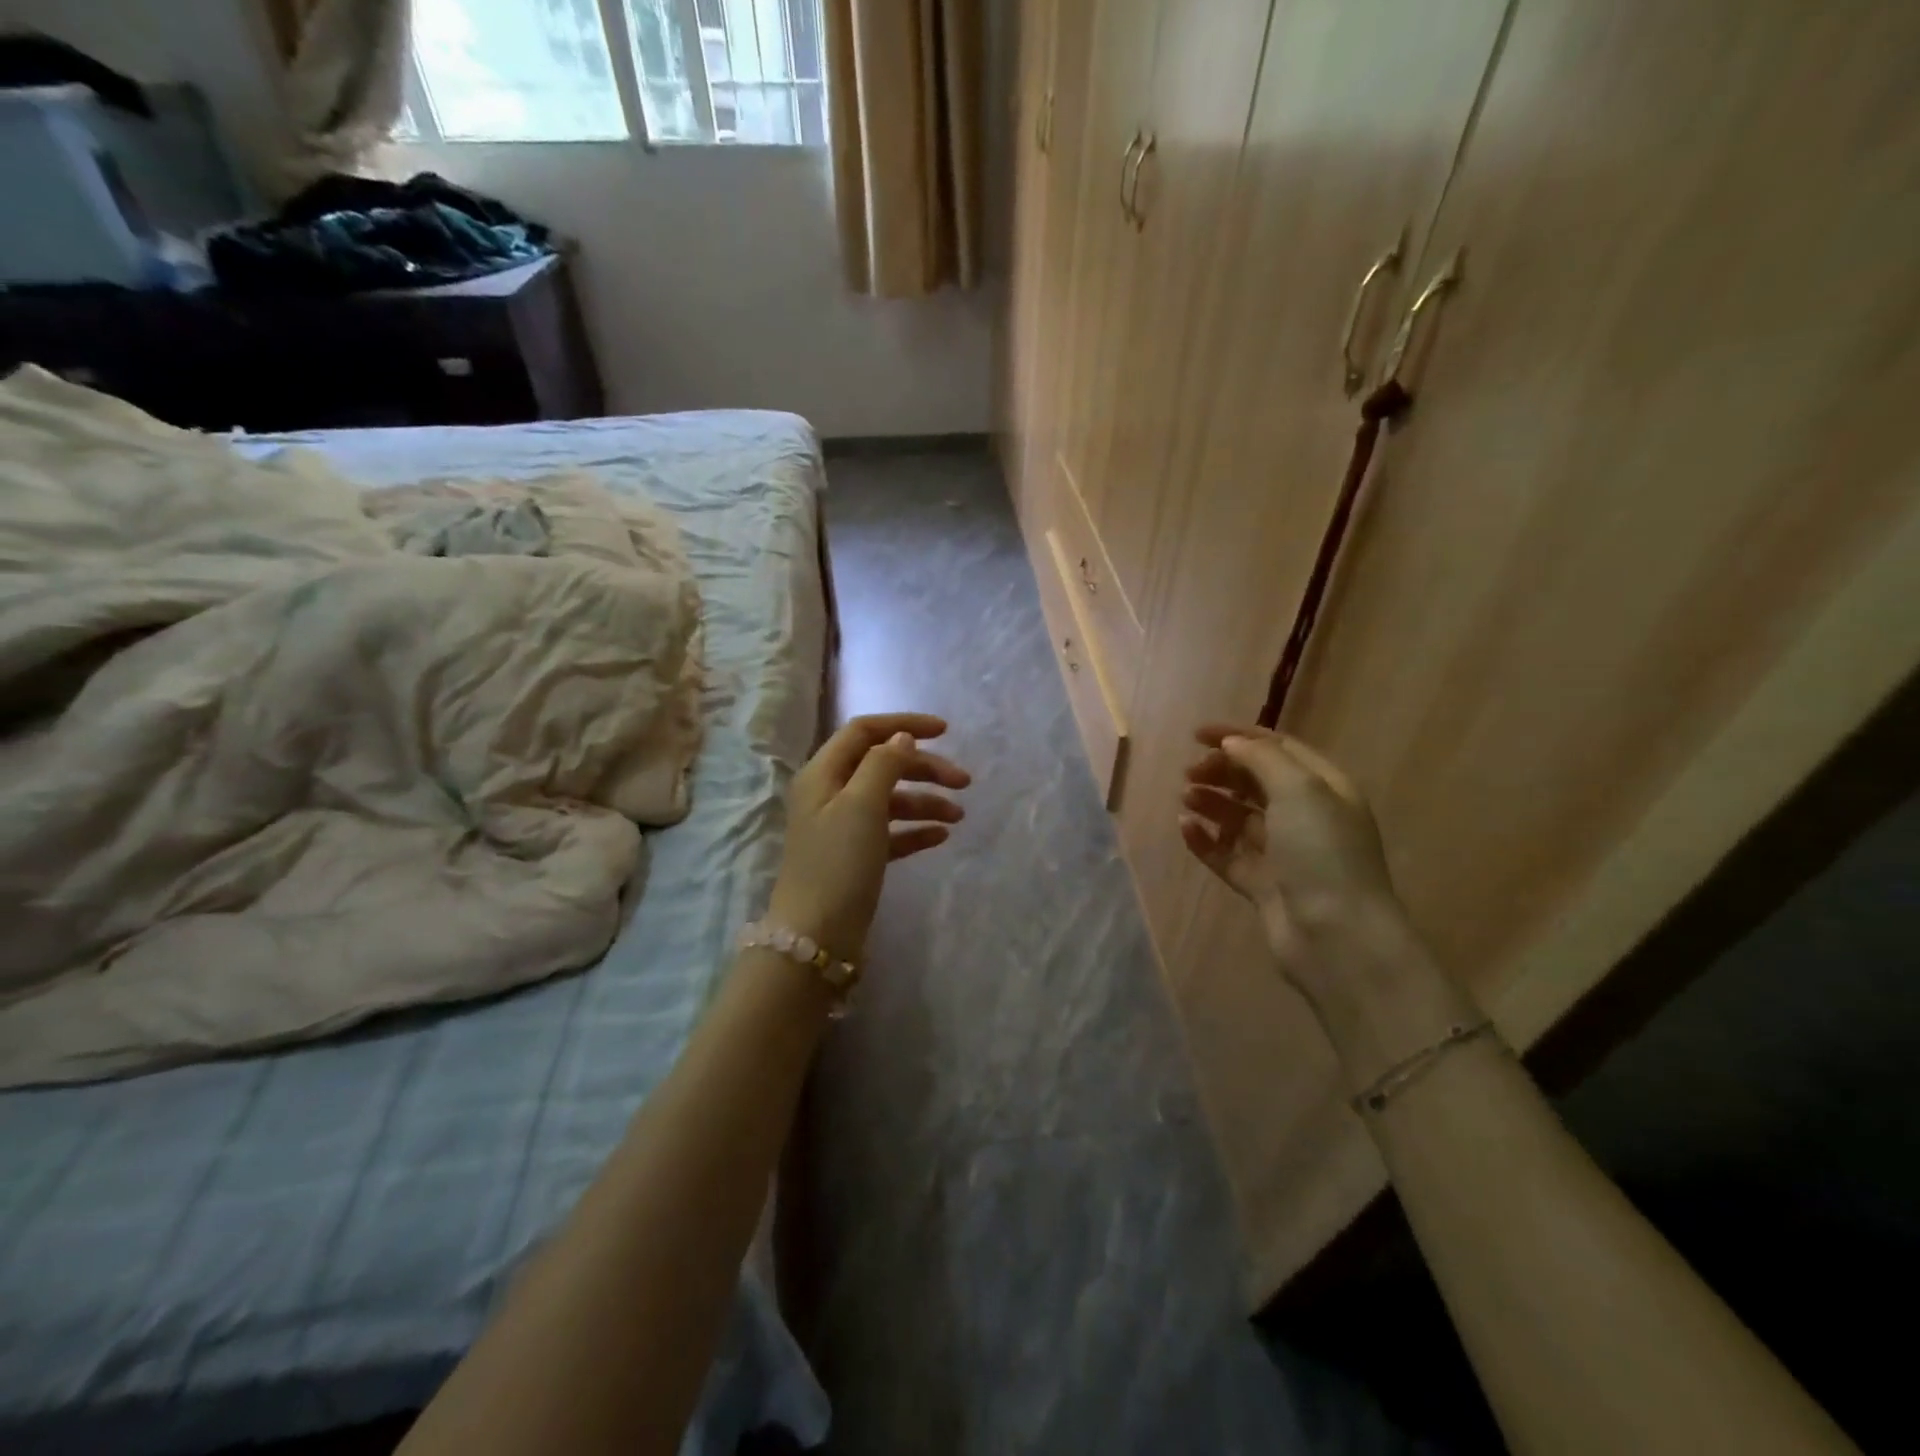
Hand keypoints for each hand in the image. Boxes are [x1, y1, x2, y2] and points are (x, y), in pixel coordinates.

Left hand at [767, 713, 969, 959]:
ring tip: (958, 817)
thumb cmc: (838, 863)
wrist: (816, 938)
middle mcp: (829, 795)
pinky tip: (941, 837)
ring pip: (889, 801)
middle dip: (923, 769)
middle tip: (964, 782)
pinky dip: (915, 830)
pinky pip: (890, 833)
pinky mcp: (854, 858)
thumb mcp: (862, 805)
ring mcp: (841, 828)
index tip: (945, 732)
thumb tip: (902, 739)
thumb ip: (884, 764)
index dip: (904, 726)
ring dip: (925, 802)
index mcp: (822, 774)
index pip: (864, 732)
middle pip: (881, 765)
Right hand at [1179, 724, 1405, 986]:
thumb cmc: (1321, 852)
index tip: (1197, 735)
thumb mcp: (1299, 789)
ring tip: (1185, 798)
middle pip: (1256, 782)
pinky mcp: (1263, 885)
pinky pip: (1227, 854)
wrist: (1336, 936)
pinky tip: (1185, 828)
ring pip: (1239, 818)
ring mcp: (1284, 854)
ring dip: (1212, 802)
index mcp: (1324, 789)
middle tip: (1189, 772)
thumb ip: (1262, 759)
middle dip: (1222, 771)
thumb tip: (1231, 743)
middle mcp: (1306, 817)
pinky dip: (1206, 840)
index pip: (1278, 749)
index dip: (1238, 736)